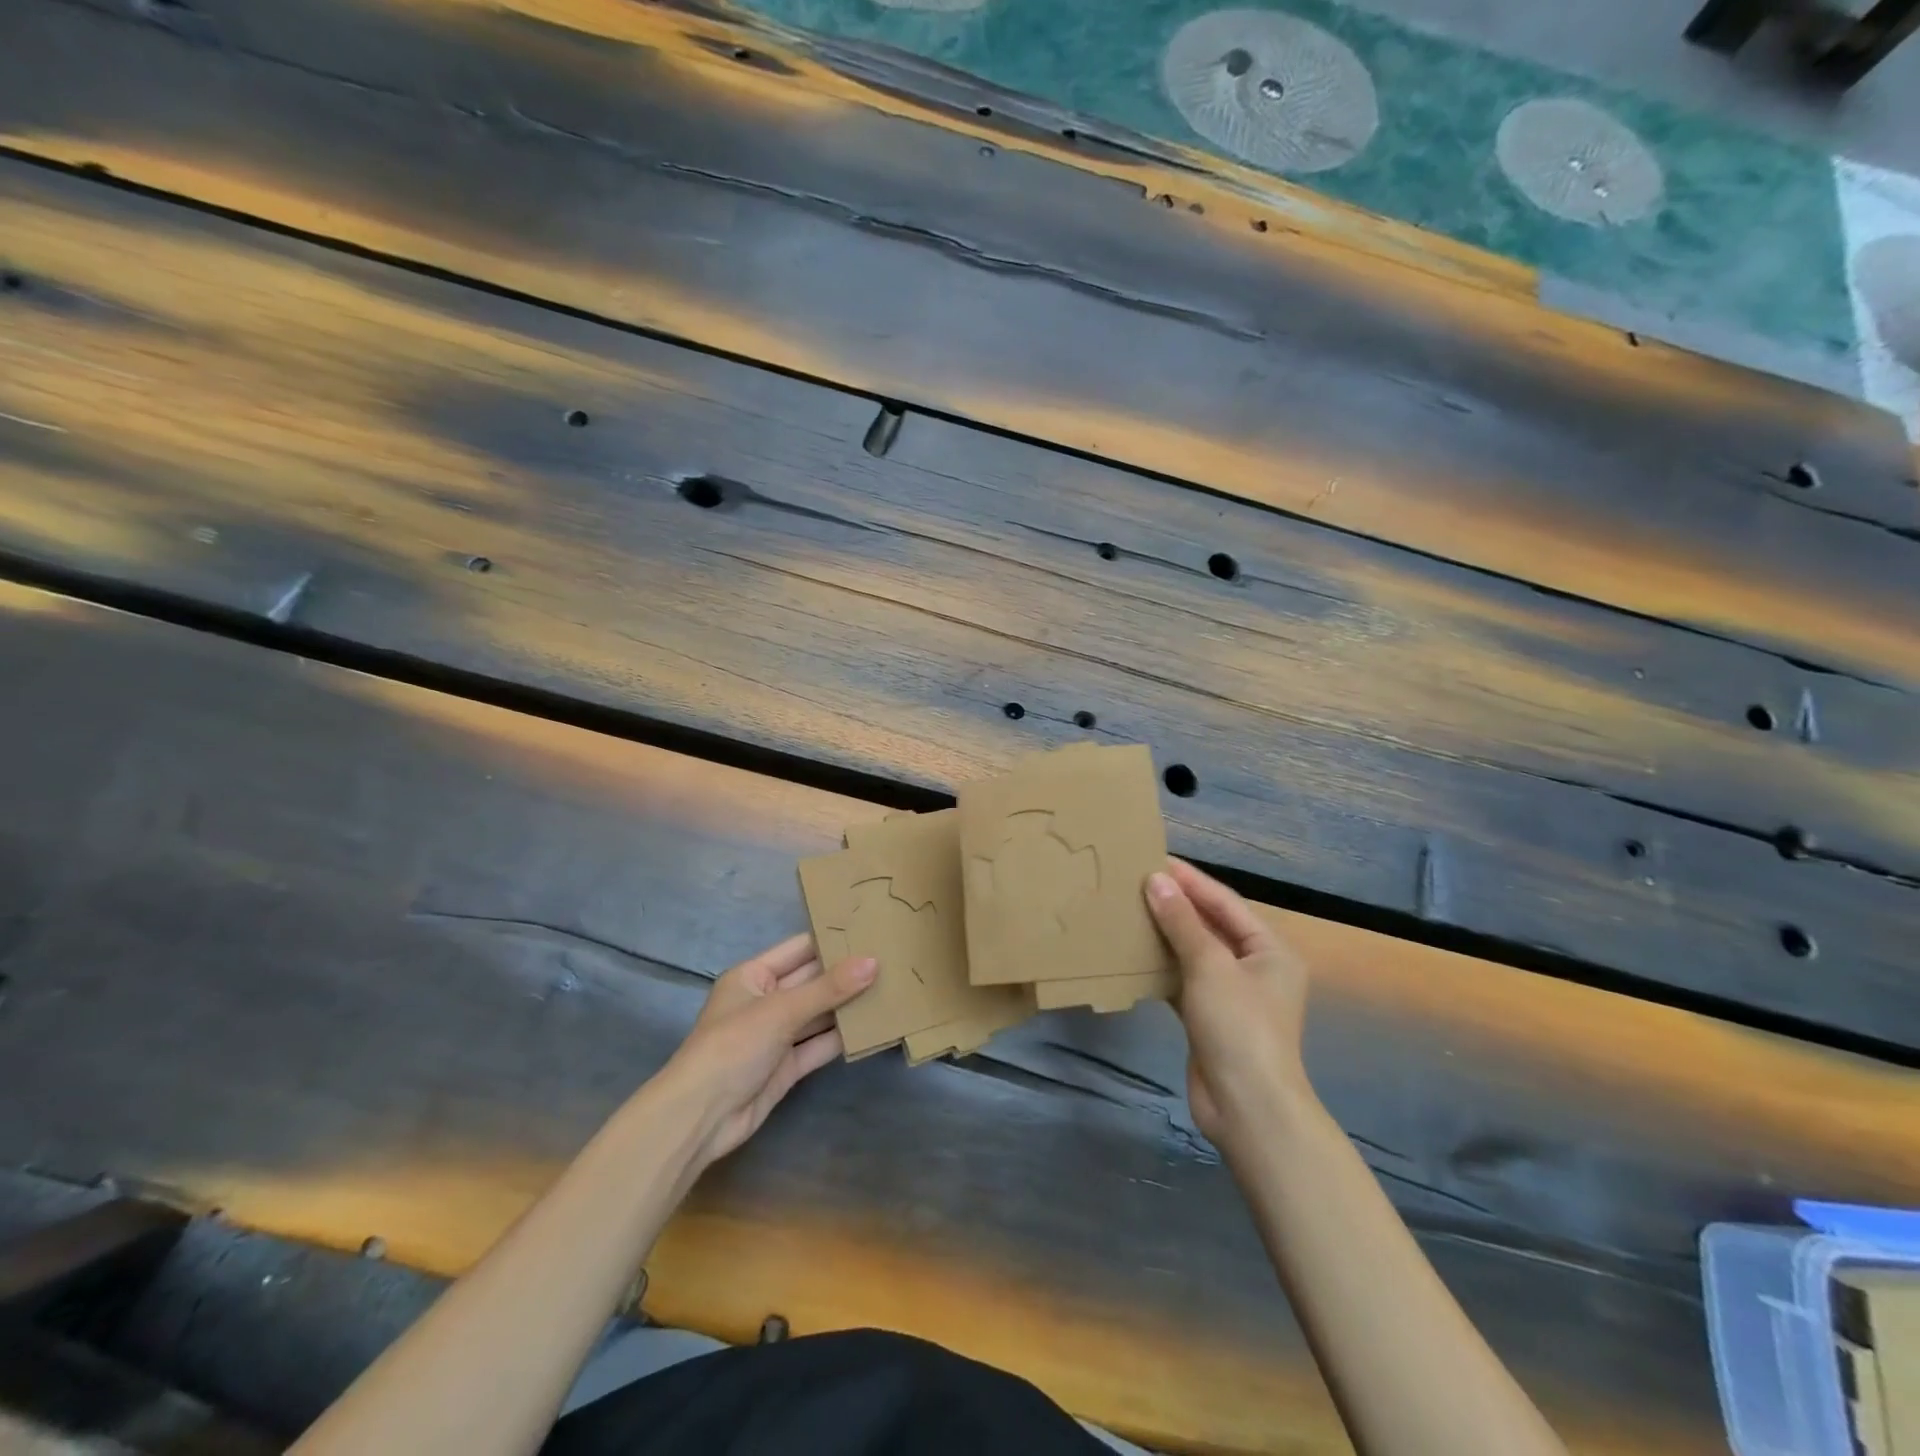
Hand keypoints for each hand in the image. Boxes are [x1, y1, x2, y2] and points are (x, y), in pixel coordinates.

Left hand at [663, 934, 876, 1170]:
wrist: (700, 1118)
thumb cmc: (733, 1046)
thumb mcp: (781, 1010)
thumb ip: (829, 988)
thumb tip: (873, 962)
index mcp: (753, 976)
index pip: (799, 949)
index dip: (832, 939)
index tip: (871, 929)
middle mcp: (766, 1000)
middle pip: (812, 981)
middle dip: (847, 973)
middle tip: (892, 958)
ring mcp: (777, 1035)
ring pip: (819, 1014)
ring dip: (848, 1006)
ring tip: (892, 988)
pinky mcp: (787, 1066)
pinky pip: (819, 1045)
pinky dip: (843, 1038)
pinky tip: (874, 1027)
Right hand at [1145, 859, 1311, 1146]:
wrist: (1247, 1107)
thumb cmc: (1239, 1026)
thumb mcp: (1210, 965)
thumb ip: (1182, 922)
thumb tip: (1156, 880)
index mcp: (1270, 949)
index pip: (1224, 902)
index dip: (1190, 880)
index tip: (1155, 859)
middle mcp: (1255, 967)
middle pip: (1211, 925)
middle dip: (1177, 905)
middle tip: (1137, 881)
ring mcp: (1233, 995)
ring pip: (1195, 953)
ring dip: (1167, 934)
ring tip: (1131, 910)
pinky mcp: (1210, 1018)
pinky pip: (1184, 980)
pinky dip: (1162, 967)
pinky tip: (1134, 955)